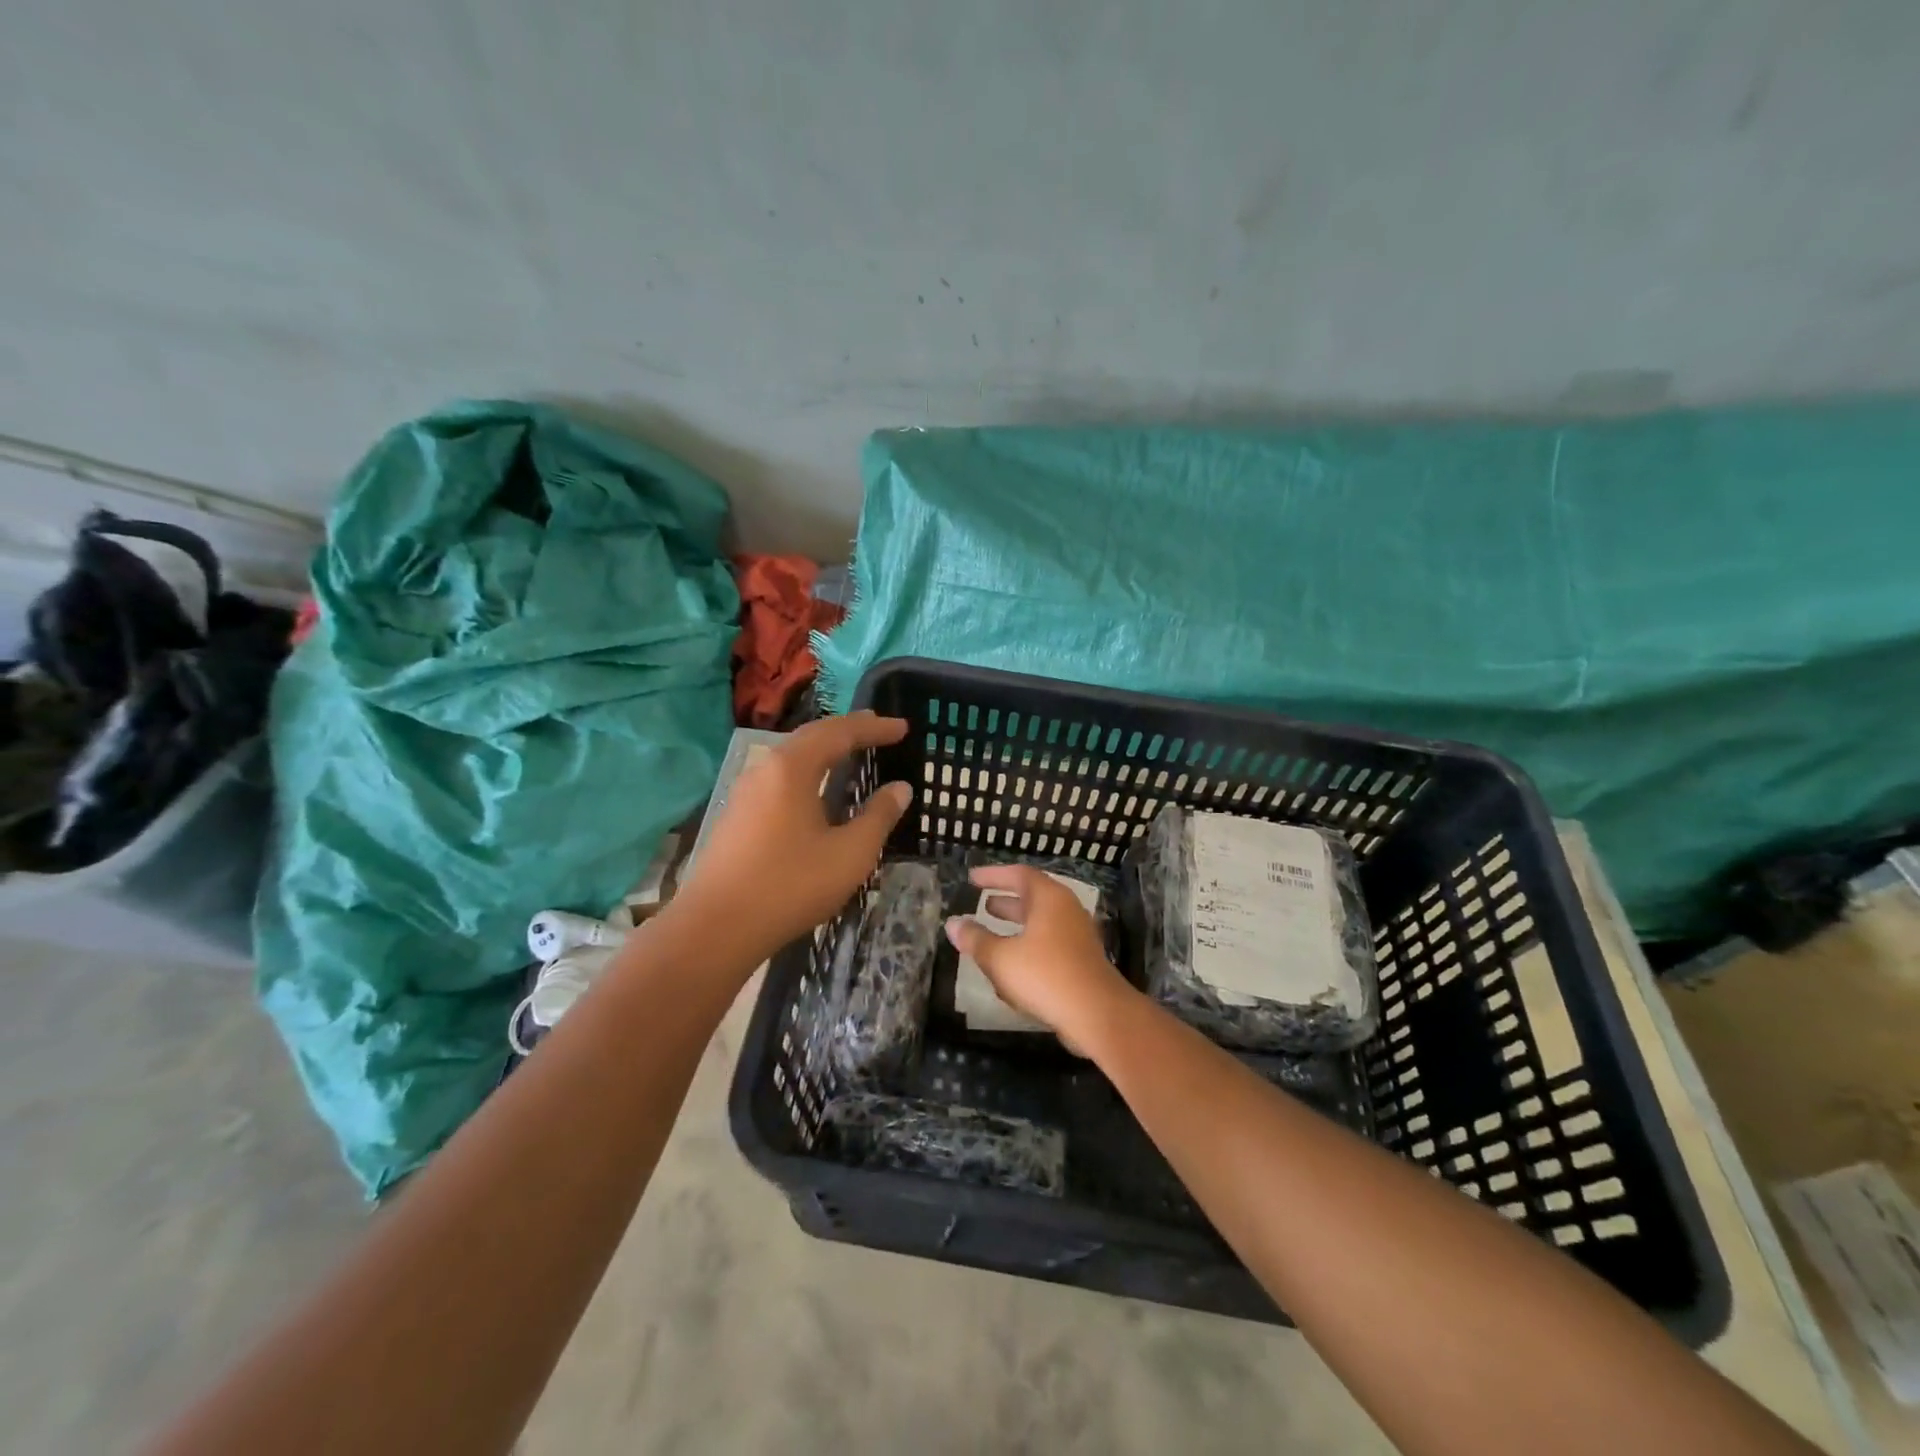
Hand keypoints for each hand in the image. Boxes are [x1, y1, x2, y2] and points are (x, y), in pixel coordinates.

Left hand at [672, 712, 912, 965]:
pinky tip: (815, 791)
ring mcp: (745, 792)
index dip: (874, 728)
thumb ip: (878, 817)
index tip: (904, 728)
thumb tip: (900, 788)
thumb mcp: (849, 854)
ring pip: (791, 757)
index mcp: (792, 768)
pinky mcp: (736, 816)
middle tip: (879, 728)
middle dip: (848, 730)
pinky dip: (807, 771)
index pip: (840, 733)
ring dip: (824, 749)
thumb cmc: (790, 886)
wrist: (714, 928)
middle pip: (811, 736)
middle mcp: (765, 769)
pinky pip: (779, 778)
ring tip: (850, 752)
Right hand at [944, 864, 1135, 1050]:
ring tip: (992, 929)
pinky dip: (1028, 945)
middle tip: (982, 902)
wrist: (1097, 1014)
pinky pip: (1049, 943)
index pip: (1019, 874)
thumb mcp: (1000, 958)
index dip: (993, 876)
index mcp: (1049, 898)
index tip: (972, 878)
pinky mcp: (1081, 960)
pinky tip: (1012, 965)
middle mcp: (1066, 909)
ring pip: (1041, 922)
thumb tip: (952, 924)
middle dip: (1006, 900)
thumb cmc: (1045, 975)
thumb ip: (975, 940)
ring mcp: (1077, 935)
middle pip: (1032, 897)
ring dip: (1016, 925)